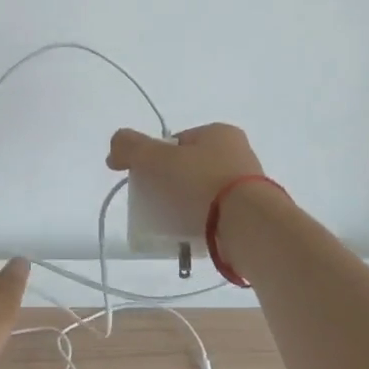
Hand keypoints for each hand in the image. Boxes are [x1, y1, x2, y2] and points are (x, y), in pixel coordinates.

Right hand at [107, 122, 265, 235]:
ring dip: (187, 206)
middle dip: (170, 185)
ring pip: (205, 194)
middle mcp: (238, 153)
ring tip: (172, 224)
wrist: (248, 226)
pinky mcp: (253, 214)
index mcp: (219, 132)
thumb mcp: (157, 159)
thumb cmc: (201, 184)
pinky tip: (191, 236)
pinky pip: (218, 216)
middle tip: (156, 204)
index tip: (146, 179)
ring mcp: (249, 185)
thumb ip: (130, 147)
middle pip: (190, 168)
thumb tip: (114, 150)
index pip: (178, 141)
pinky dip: (203, 224)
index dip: (156, 158)